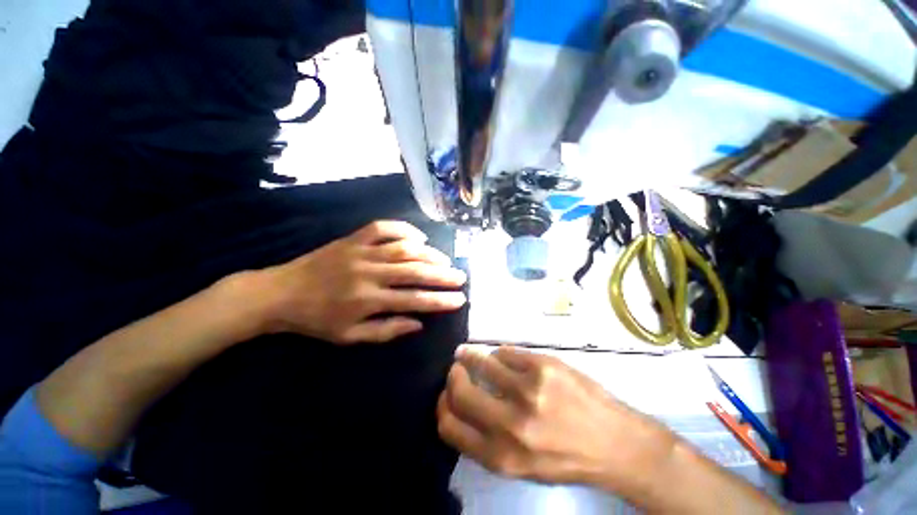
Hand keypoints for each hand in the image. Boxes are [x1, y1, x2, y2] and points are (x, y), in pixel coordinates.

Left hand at [259, 220, 466, 343]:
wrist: (279, 294)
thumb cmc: (316, 320)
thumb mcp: (350, 337)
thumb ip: (387, 330)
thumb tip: (419, 324)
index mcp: (368, 300)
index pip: (415, 300)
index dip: (440, 300)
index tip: (459, 299)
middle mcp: (369, 273)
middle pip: (415, 271)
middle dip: (443, 274)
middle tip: (461, 276)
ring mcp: (361, 252)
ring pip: (404, 248)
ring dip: (429, 253)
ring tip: (445, 260)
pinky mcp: (352, 239)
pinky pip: (382, 227)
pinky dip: (404, 229)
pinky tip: (418, 238)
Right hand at [437, 346, 674, 491]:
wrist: (615, 443)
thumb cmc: (565, 457)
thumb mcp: (520, 465)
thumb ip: (486, 439)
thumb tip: (461, 404)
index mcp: (501, 456)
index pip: (449, 426)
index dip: (443, 405)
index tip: (446, 393)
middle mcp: (511, 425)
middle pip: (460, 392)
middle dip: (454, 376)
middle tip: (457, 368)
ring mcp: (528, 391)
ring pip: (481, 362)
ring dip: (471, 356)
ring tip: (470, 354)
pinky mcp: (543, 366)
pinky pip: (505, 352)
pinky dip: (500, 354)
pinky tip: (505, 359)